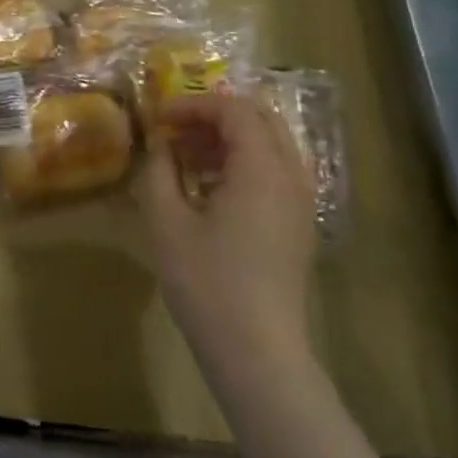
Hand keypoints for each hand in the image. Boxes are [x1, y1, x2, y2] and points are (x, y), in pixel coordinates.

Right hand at [138, 89, 319, 395]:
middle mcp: (290, 177)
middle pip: (260, 119)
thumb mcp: (166, 220)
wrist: (257, 352)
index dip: (192, 105)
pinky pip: (275, 173)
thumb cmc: (206, 282)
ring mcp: (300, 203)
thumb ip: (159, 170)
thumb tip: (160, 144)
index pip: (234, 109)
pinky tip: (207, 190)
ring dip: (228, 139)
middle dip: (214, 116)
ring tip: (186, 159)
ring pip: (270, 146)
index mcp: (262, 169)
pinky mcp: (298, 226)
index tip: (157, 119)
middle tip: (175, 131)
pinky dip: (242, 164)